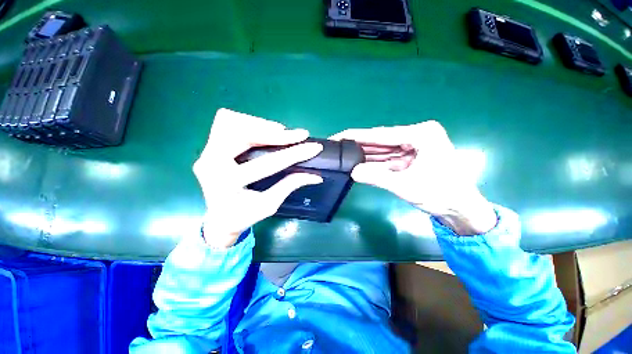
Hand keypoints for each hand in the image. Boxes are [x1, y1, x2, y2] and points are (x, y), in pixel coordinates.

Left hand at [193, 109, 322, 247]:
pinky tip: (263, 132)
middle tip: (296, 136)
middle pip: (243, 133)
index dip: (294, 154)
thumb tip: (315, 176)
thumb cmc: (244, 216)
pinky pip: (227, 123)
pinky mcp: (209, 146)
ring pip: (233, 123)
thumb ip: (290, 186)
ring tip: (281, 132)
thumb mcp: (269, 205)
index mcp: (227, 185)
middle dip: (274, 133)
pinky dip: (249, 123)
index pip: (267, 164)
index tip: (314, 147)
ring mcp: (206, 152)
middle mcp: (211, 164)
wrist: (219, 219)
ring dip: (261, 125)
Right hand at [330, 121, 496, 235]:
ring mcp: (413, 147)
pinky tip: (357, 163)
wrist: (461, 211)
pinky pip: (387, 159)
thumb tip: (353, 172)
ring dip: (363, 155)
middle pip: (380, 141)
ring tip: (342, 155)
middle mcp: (416, 136)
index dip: (357, 136)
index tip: (338, 136)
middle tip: (336, 147)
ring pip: (382, 150)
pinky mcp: (410, 158)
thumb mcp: (407, 186)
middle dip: (358, 145)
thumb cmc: (442, 195)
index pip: (381, 135)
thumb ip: (377, 177)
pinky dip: (373, 163)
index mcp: (421, 134)